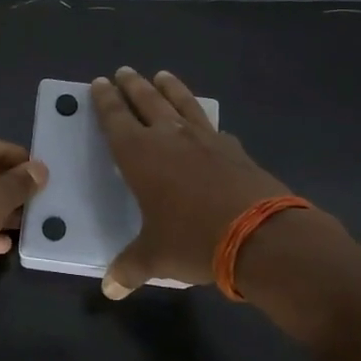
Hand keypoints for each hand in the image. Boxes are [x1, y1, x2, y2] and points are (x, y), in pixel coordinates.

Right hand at [90, 68, 298, 298]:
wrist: (261, 236)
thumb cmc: (193, 241)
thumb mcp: (155, 257)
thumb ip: (130, 268)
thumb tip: (110, 289)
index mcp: (140, 155)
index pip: (116, 119)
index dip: (105, 101)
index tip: (99, 82)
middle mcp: (170, 138)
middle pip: (147, 102)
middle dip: (133, 86)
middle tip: (124, 71)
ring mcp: (206, 139)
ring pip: (182, 104)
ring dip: (170, 89)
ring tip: (162, 75)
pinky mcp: (235, 149)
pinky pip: (213, 127)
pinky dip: (204, 121)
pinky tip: (207, 124)